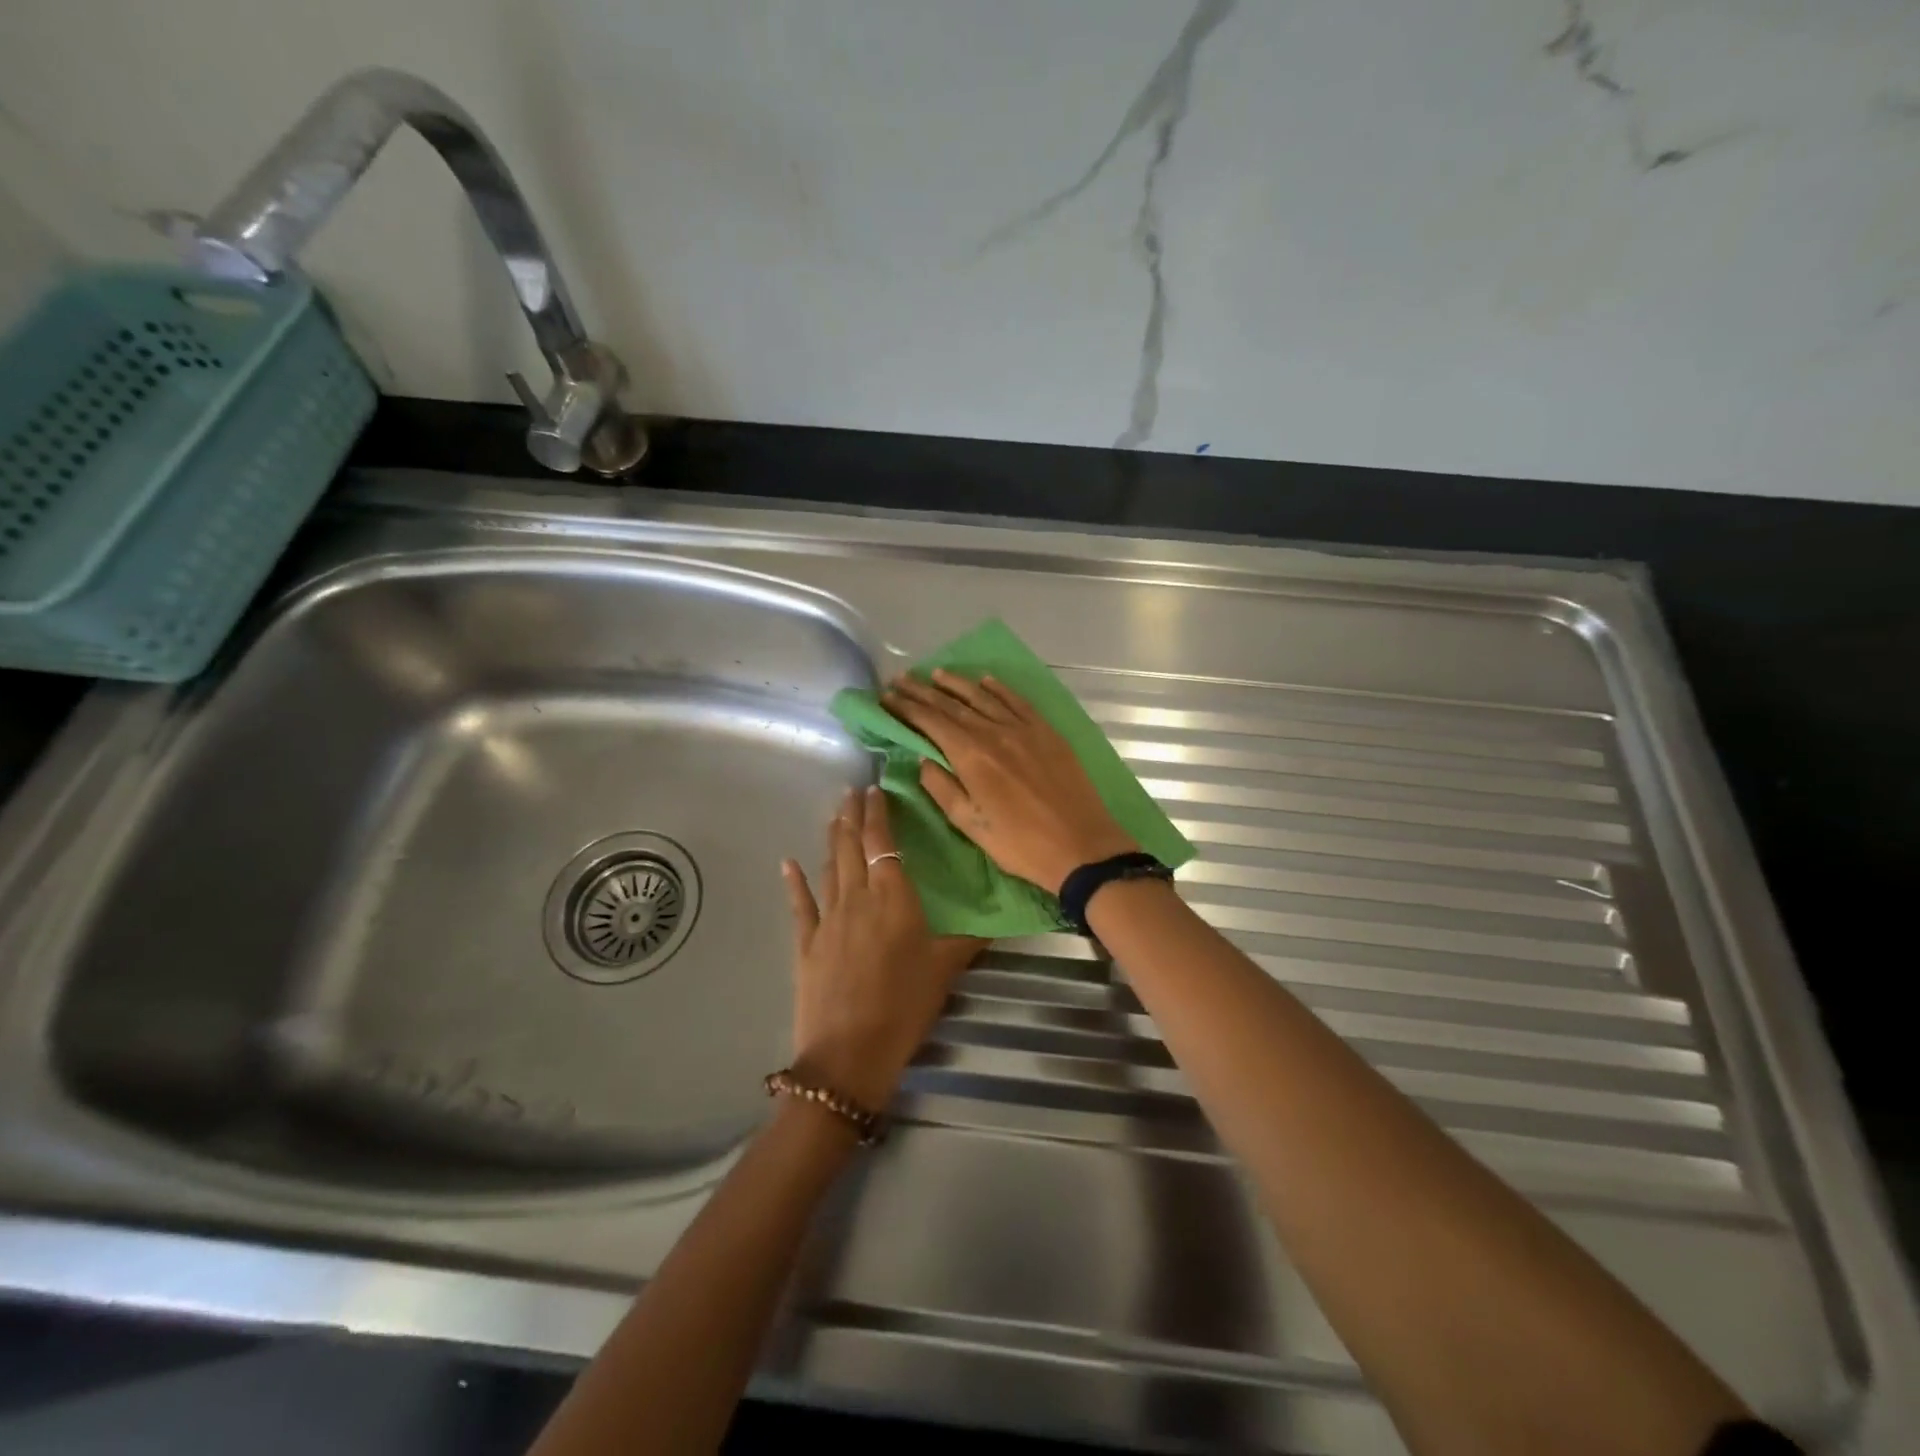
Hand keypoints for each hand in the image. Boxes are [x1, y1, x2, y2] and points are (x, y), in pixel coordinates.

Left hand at [783, 786, 985, 1111]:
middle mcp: (857, 897)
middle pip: (851, 845)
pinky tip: (787, 863)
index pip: (882, 842)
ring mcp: (827, 918)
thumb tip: (998, 924)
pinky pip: (800, 904)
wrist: (849, 1052)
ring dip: (831, 839)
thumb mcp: (945, 970)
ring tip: (834, 816)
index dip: (878, 814)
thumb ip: (968, 941)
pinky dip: (794, 881)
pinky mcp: (806, 943)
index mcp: (893, 897)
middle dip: (851, 815)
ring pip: (829, 867)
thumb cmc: (905, 1006)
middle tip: (850, 790)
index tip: (875, 789)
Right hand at [883, 670, 1137, 893]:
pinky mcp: (1047, 732)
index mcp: (972, 756)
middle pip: (952, 705)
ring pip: (984, 697)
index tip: (886, 696)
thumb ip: (942, 788)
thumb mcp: (971, 825)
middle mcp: (994, 732)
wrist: (1082, 846)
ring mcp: (1024, 728)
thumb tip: (923, 760)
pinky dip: (999, 688)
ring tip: (936, 673)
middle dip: (924, 691)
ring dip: (957, 683)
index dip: (906, 707)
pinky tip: (985, 680)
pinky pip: (1017, 701)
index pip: (931, 722)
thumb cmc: (1020, 844)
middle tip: (901, 679)